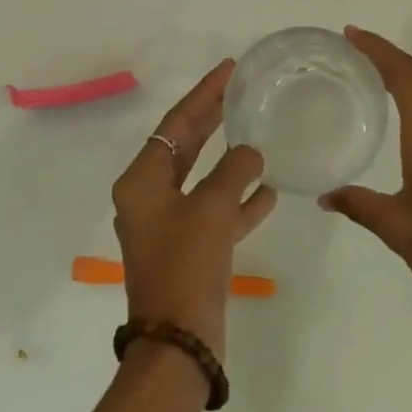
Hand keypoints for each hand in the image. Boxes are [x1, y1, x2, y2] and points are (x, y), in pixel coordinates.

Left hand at [112, 60, 277, 365]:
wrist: (179, 342)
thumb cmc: (187, 265)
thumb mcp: (212, 208)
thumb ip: (233, 170)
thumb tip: (251, 152)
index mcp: (143, 181)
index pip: (176, 123)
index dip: (203, 94)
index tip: (229, 69)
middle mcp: (151, 197)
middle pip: (186, 145)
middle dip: (213, 118)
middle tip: (240, 90)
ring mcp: (170, 224)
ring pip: (204, 178)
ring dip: (230, 159)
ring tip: (258, 132)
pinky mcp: (190, 248)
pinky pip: (216, 211)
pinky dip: (239, 199)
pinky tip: (268, 190)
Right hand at [322, 27, 411, 372]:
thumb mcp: (400, 231)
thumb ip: (361, 206)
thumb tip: (325, 195)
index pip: (405, 76)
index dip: (378, 49)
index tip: (351, 34)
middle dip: (387, 63)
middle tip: (351, 58)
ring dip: (405, 89)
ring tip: (371, 89)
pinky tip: (404, 136)